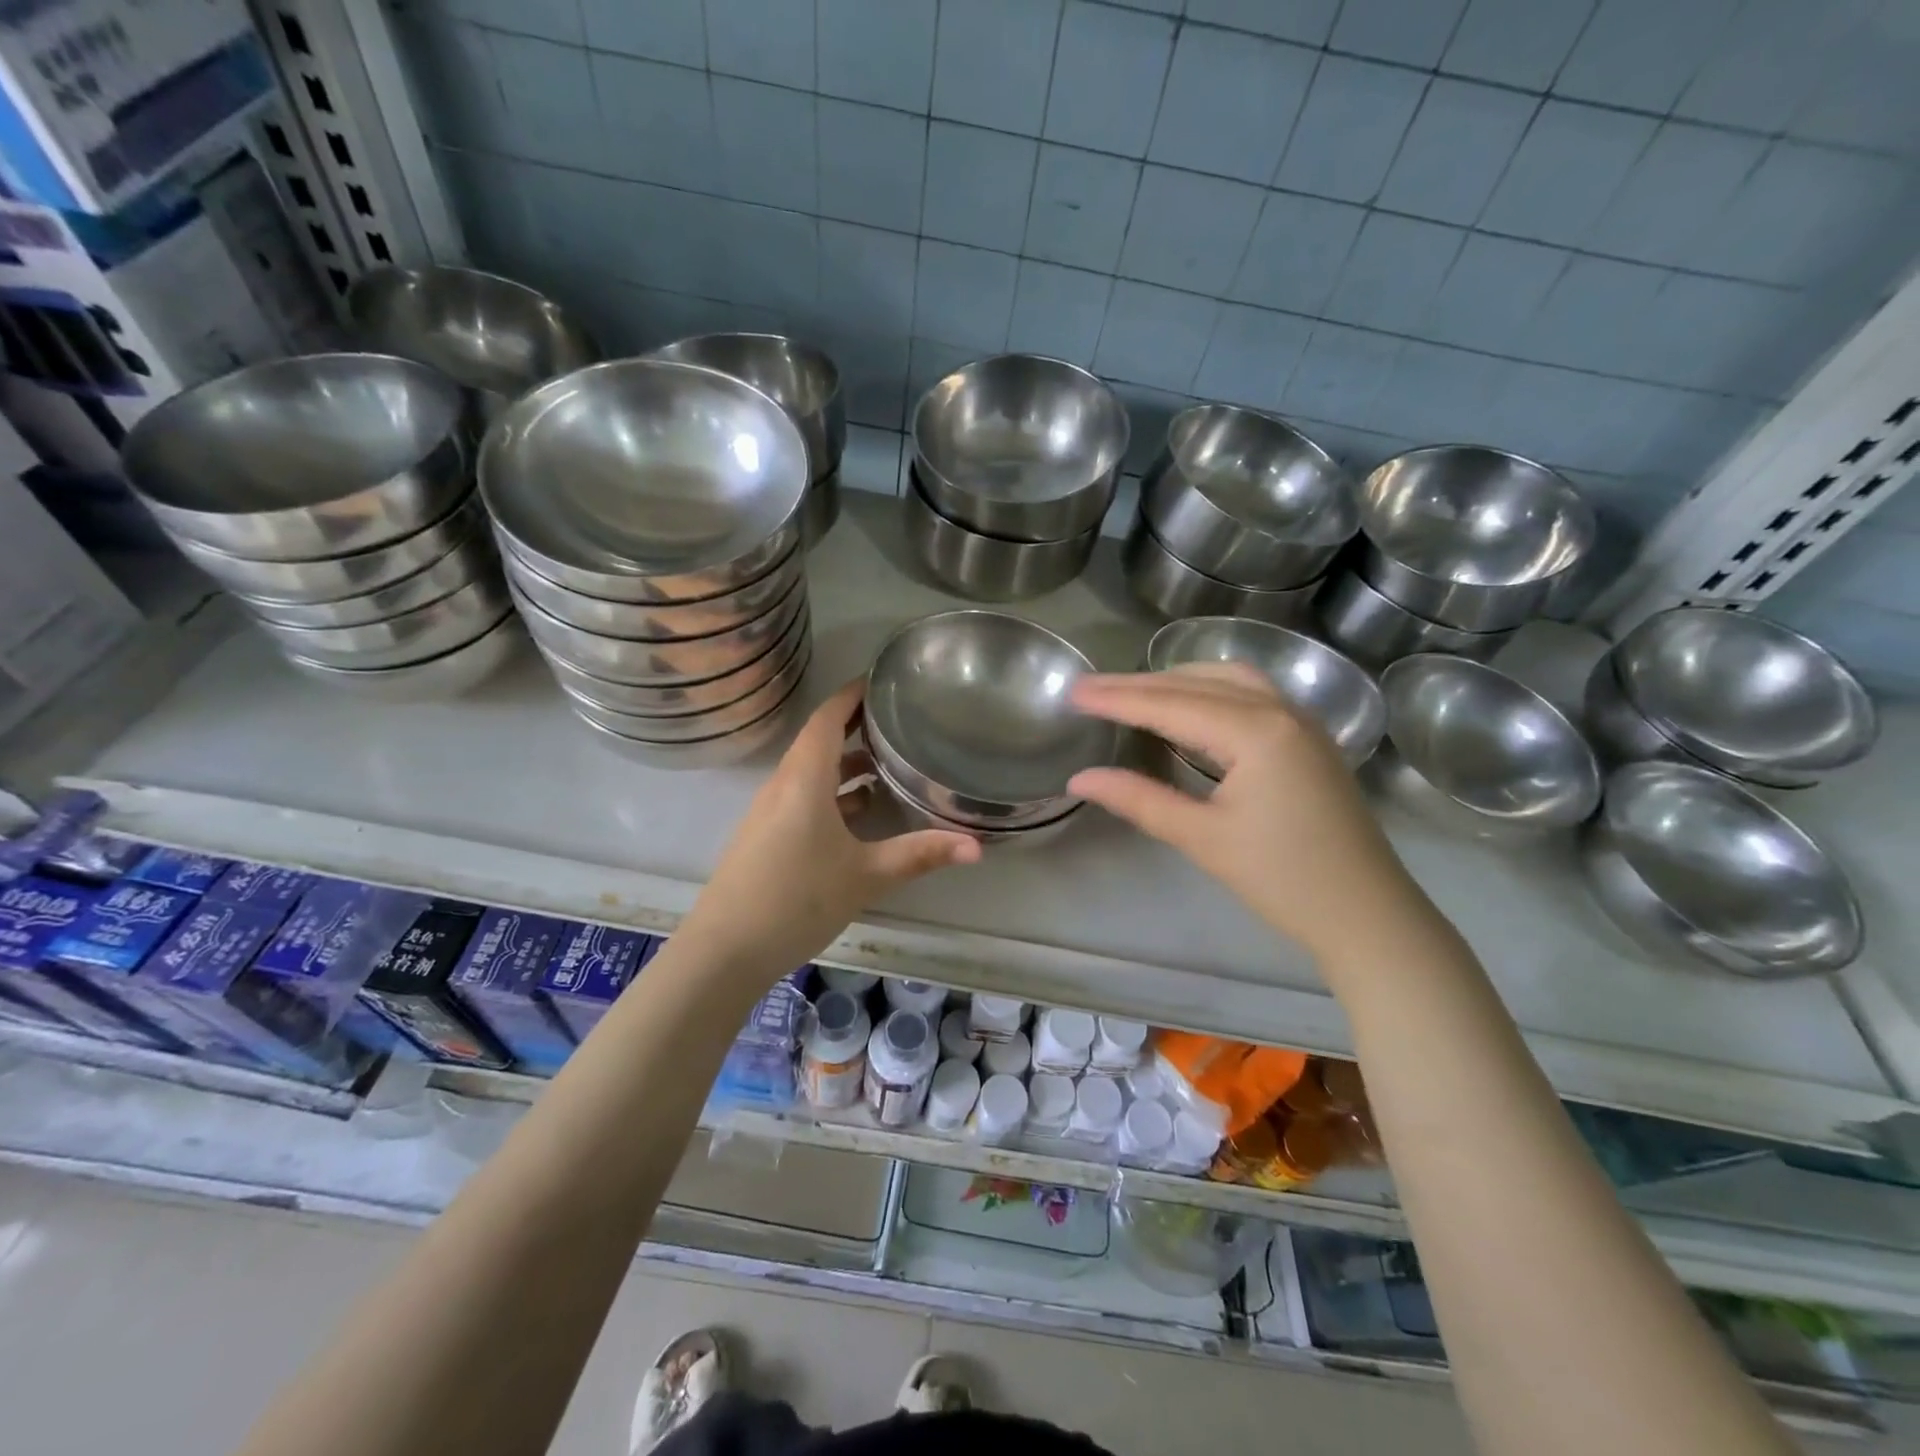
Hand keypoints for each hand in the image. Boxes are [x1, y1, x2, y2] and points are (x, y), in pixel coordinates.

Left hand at [675, 679, 980, 981]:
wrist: (724, 951)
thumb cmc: (797, 899)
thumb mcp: (866, 876)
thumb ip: (920, 855)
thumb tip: (976, 846)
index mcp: (804, 780)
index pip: (826, 719)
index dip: (851, 695)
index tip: (882, 679)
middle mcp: (783, 786)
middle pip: (819, 741)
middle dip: (856, 726)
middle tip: (898, 718)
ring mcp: (770, 812)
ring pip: (812, 773)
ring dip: (846, 764)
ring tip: (889, 763)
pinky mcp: (766, 837)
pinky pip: (803, 798)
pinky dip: (833, 793)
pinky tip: (860, 813)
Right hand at [1068, 667, 1446, 974]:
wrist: (1367, 914)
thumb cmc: (1283, 880)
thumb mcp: (1203, 838)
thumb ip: (1139, 799)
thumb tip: (1080, 779)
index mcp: (1256, 732)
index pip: (1170, 705)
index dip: (1118, 698)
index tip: (1073, 692)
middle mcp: (1281, 710)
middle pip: (1196, 684)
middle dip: (1139, 684)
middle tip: (1089, 688)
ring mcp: (1301, 720)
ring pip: (1228, 679)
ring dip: (1177, 679)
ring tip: (1133, 691)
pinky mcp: (1309, 737)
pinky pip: (1252, 693)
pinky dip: (1210, 690)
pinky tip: (1190, 706)